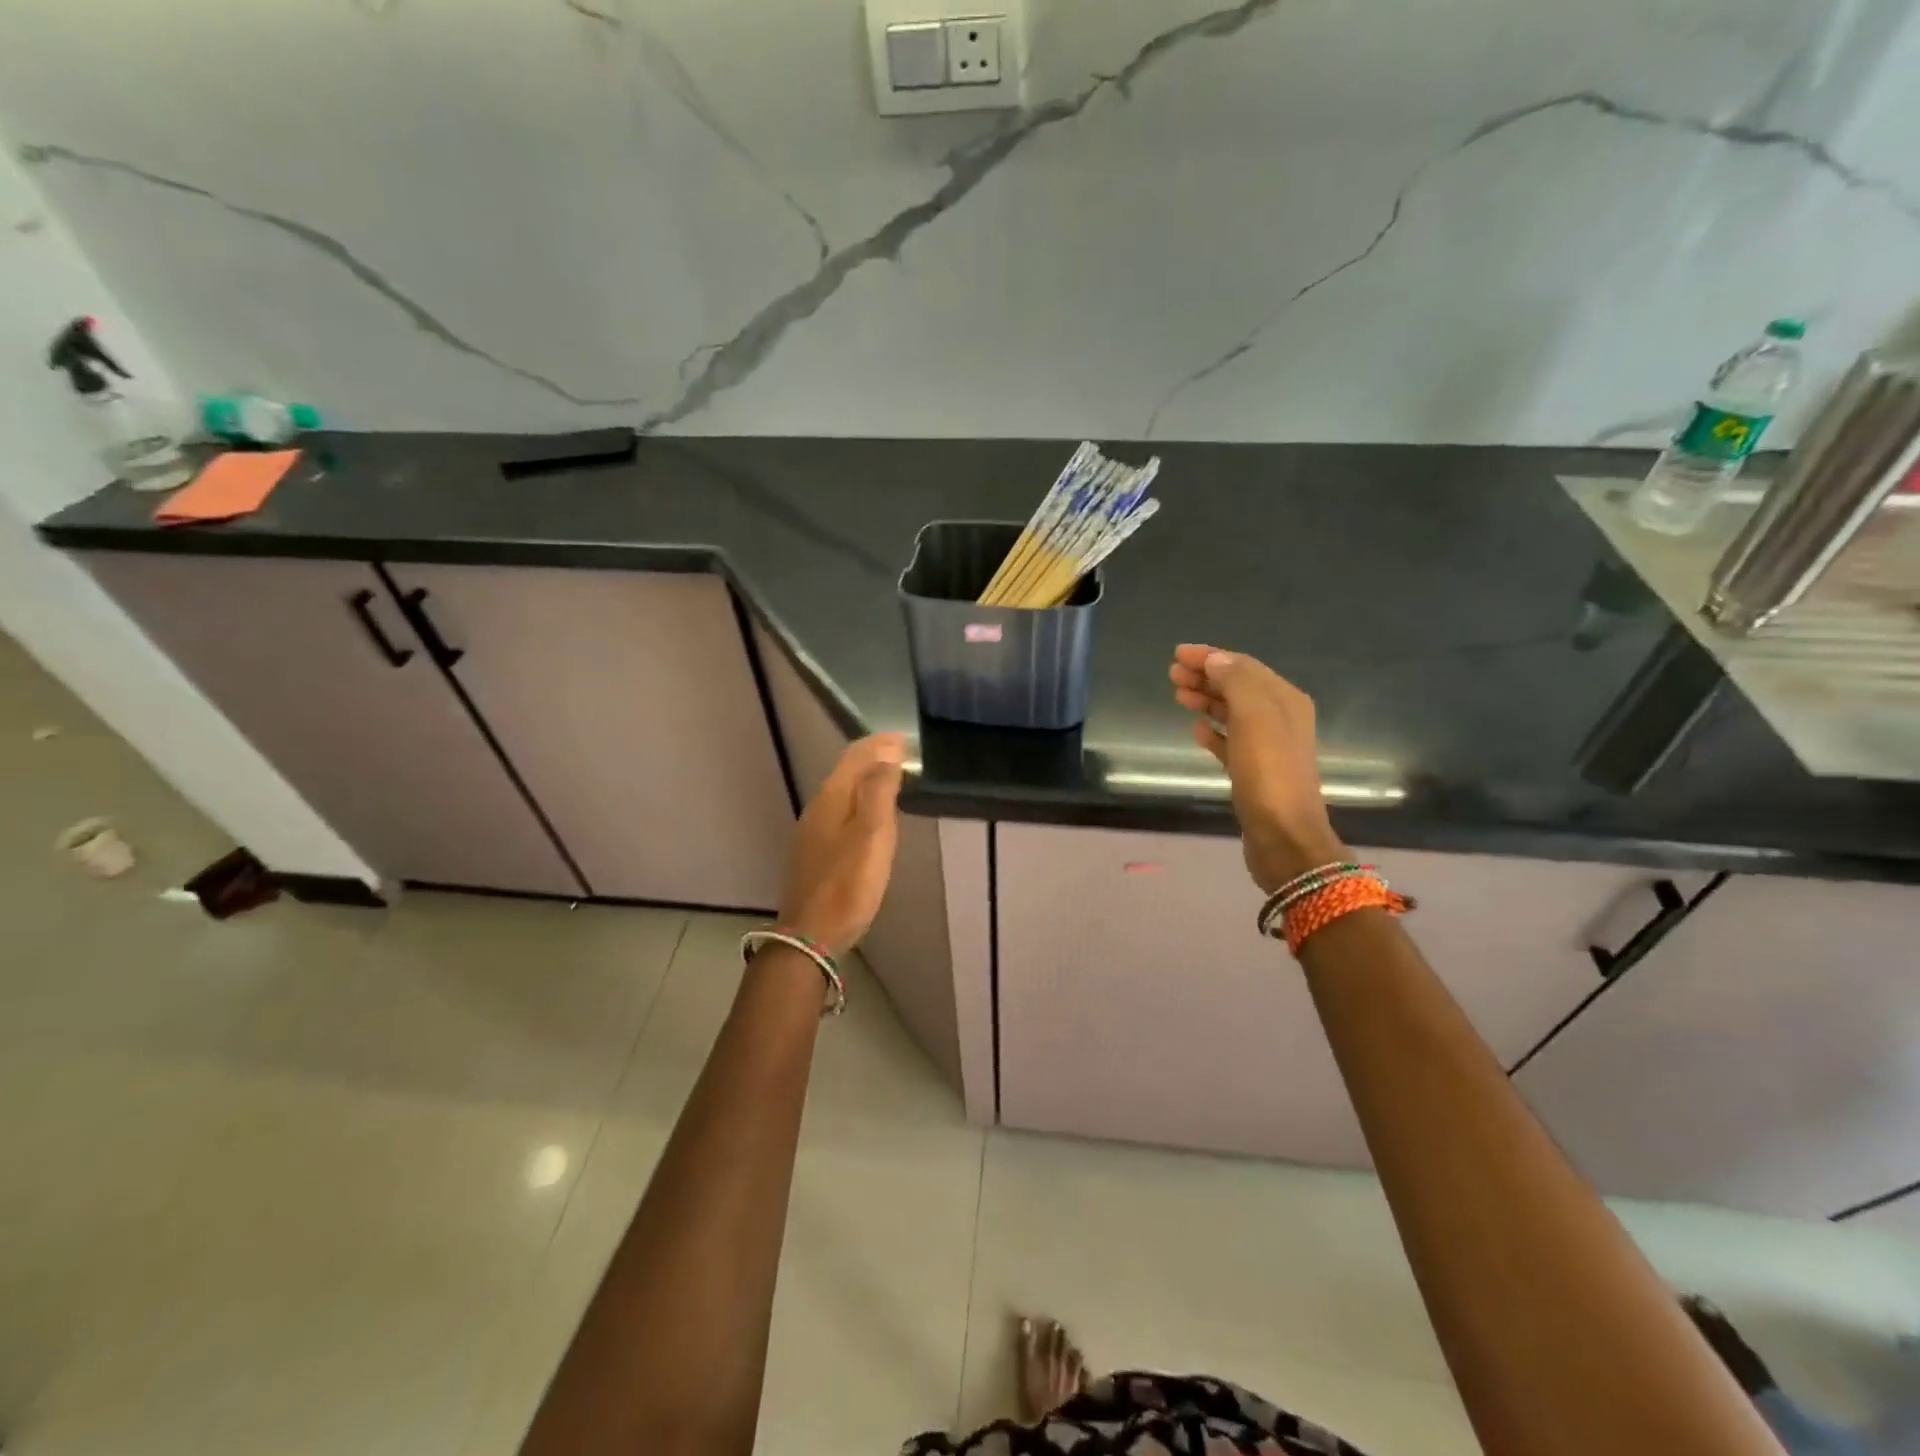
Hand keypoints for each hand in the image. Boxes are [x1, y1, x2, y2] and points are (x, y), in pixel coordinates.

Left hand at [777, 733, 906, 957]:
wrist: (812, 934)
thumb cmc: (848, 885)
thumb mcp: (872, 835)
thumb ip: (880, 792)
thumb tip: (887, 754)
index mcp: (831, 798)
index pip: (855, 756)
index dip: (880, 744)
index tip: (906, 739)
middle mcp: (818, 807)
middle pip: (846, 771)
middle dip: (874, 757)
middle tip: (904, 754)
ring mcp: (813, 830)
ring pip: (843, 790)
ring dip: (867, 778)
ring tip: (893, 777)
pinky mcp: (816, 850)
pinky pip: (840, 810)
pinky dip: (860, 799)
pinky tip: (871, 814)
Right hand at [1169, 644, 1346, 892]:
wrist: (1284, 836)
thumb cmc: (1268, 774)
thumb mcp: (1254, 718)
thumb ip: (1236, 683)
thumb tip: (1216, 660)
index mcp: (1285, 701)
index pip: (1244, 667)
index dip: (1211, 656)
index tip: (1177, 653)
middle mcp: (1280, 719)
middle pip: (1238, 687)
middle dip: (1206, 676)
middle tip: (1172, 674)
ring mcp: (1268, 747)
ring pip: (1232, 713)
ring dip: (1206, 700)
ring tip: (1178, 695)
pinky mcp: (1254, 773)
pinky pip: (1230, 743)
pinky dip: (1213, 732)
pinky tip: (1195, 730)